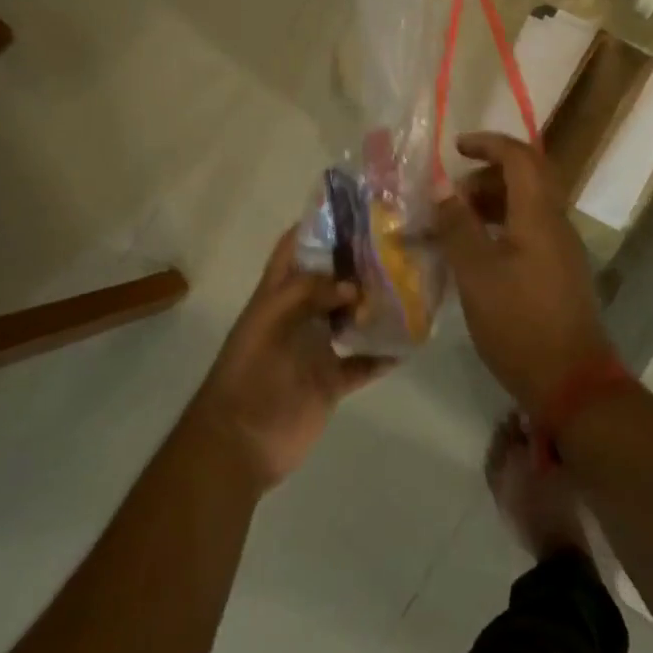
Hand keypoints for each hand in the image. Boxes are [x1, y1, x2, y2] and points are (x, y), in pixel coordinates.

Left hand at [192, 229, 391, 489]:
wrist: (240, 443)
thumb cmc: (249, 375)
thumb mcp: (269, 321)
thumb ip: (307, 293)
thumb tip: (354, 284)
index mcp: (277, 295)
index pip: (296, 249)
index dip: (318, 226)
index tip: (356, 209)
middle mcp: (299, 315)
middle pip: (331, 280)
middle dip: (359, 263)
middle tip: (399, 244)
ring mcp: (317, 348)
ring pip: (351, 317)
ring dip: (375, 305)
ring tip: (413, 285)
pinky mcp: (331, 381)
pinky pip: (364, 363)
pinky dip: (384, 354)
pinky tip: (411, 341)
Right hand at [431, 132, 613, 412]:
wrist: (571, 382)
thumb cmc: (519, 323)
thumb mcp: (476, 274)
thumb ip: (458, 227)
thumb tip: (443, 191)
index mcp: (539, 215)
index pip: (520, 157)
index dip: (488, 144)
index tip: (456, 147)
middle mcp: (556, 223)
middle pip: (527, 177)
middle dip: (488, 174)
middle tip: (453, 194)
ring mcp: (561, 249)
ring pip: (528, 205)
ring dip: (493, 202)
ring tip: (457, 223)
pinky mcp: (559, 272)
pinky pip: (530, 230)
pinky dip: (502, 227)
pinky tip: (477, 253)